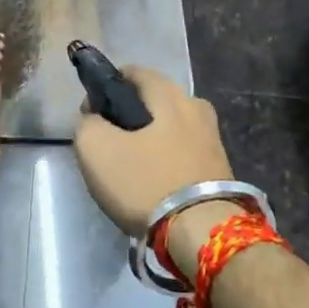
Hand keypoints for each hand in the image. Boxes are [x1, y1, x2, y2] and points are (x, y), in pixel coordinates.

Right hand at [73, 66, 232, 235]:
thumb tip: (94, 119)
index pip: (134, 72)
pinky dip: (167, 162)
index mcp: (170, 94)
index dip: (107, 87)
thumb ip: (87, 124)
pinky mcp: (221, 171)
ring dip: (151, 141)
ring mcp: (213, 141)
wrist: (203, 235)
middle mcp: (197, 108)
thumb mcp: (95, 149)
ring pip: (172, 129)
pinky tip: (154, 183)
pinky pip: (184, 155)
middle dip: (131, 115)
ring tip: (131, 168)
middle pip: (156, 101)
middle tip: (110, 143)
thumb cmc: (145, 182)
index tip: (92, 113)